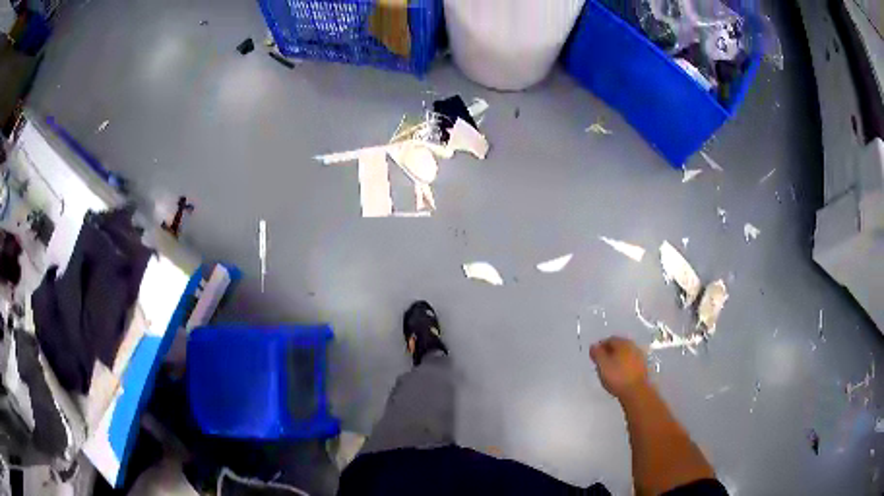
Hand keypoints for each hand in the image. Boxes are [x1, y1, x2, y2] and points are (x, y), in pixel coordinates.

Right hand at [590, 337, 648, 399]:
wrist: (636, 392)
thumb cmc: (618, 377)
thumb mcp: (602, 365)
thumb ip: (597, 354)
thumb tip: (594, 346)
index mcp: (623, 343)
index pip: (609, 340)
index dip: (600, 347)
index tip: (594, 356)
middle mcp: (633, 347)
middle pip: (618, 346)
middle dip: (609, 353)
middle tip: (601, 363)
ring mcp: (639, 357)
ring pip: (625, 355)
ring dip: (616, 360)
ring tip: (609, 371)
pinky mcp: (642, 368)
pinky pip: (630, 363)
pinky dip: (623, 366)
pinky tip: (619, 375)